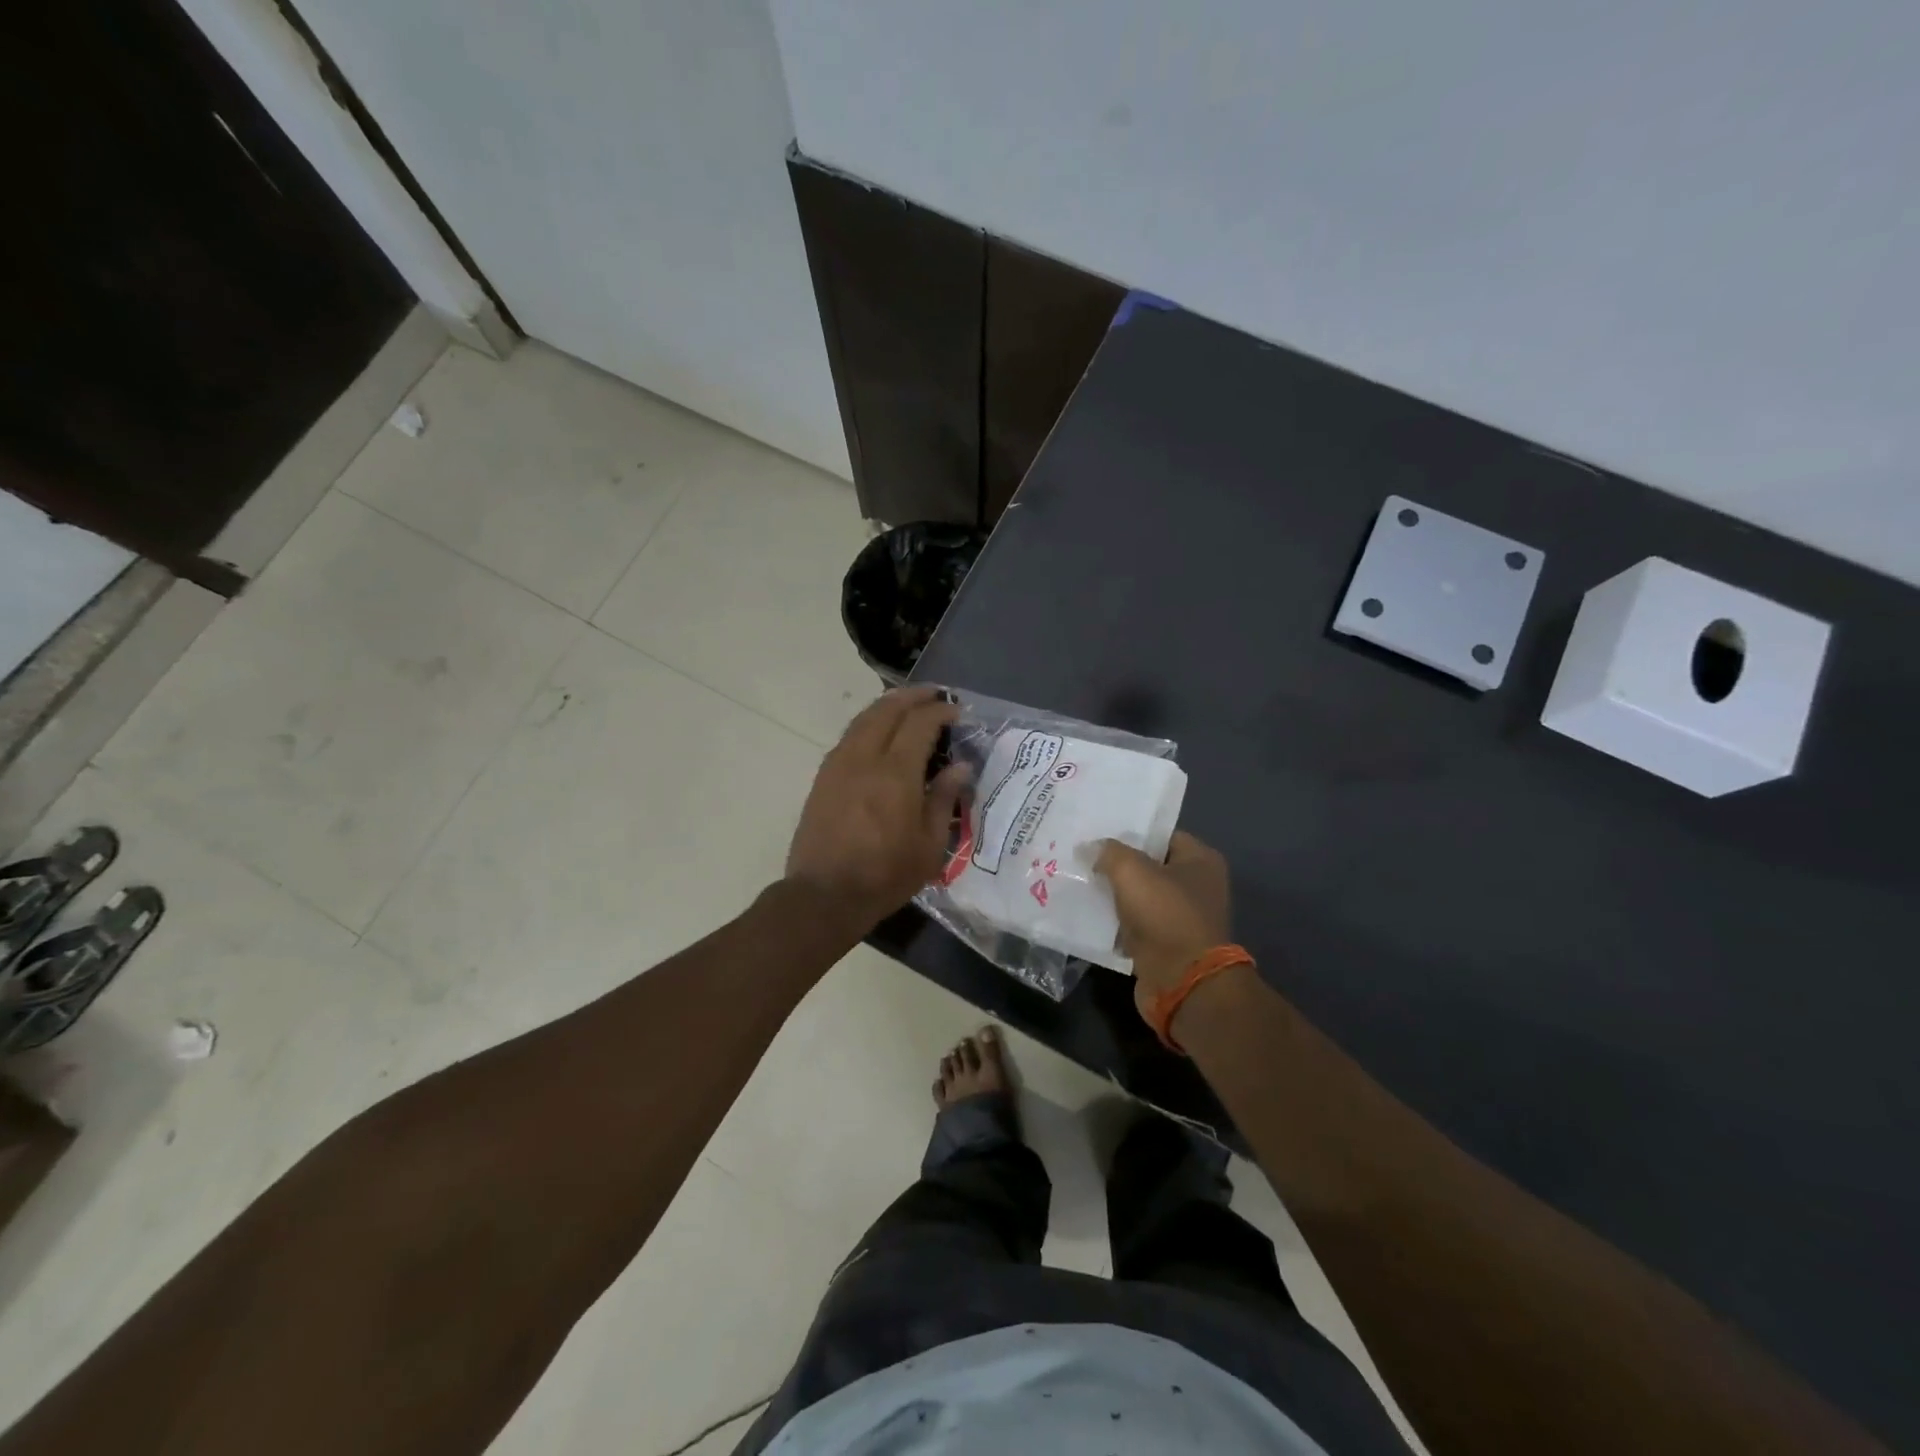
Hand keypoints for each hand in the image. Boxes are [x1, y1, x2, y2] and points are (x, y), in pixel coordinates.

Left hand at [785, 687, 970, 929]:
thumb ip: (944, 798)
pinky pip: (849, 736)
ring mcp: (839, 764)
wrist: (825, 894)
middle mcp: (865, 758)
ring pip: (864, 718)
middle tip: (934, 695)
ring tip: (908, 705)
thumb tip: (960, 766)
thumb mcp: (929, 845)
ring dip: (888, 705)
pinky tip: (879, 733)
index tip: (957, 711)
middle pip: (888, 709)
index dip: (940, 711)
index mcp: (896, 773)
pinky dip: (869, 723)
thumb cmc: (885, 875)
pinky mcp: (823, 777)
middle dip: (913, 696)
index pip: (920, 723)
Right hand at [1095, 832, 1233, 1022]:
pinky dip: (1114, 922)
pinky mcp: (1165, 945)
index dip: (1131, 832)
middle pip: (1149, 866)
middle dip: (1117, 864)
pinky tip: (1087, 913)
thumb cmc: (1165, 915)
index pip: (1161, 835)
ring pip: (1138, 897)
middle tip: (1081, 856)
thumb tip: (1089, 847)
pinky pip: (1134, 924)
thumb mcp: (1132, 871)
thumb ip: (1108, 852)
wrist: (1182, 982)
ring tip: (1078, 882)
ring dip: (1113, 894)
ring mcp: (1181, 918)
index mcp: (1200, 860)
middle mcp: (1196, 886)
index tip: (1098, 832)